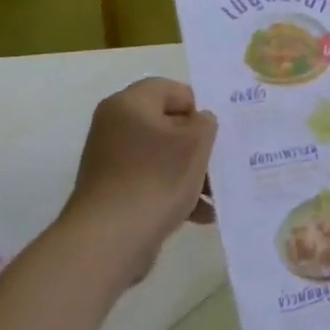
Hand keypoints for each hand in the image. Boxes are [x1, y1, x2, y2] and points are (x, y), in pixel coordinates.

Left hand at [61, 78, 217, 281]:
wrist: (109, 239)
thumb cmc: (156, 178)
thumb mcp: (195, 143)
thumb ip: (205, 123)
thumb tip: (198, 122)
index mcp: (129, 104)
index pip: (170, 89)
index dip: (197, 107)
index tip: (216, 133)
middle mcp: (114, 126)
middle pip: (167, 125)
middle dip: (197, 146)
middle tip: (220, 164)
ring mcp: (111, 161)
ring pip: (161, 157)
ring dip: (190, 174)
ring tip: (215, 198)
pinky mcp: (112, 192)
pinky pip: (151, 182)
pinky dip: (174, 193)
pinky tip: (200, 215)